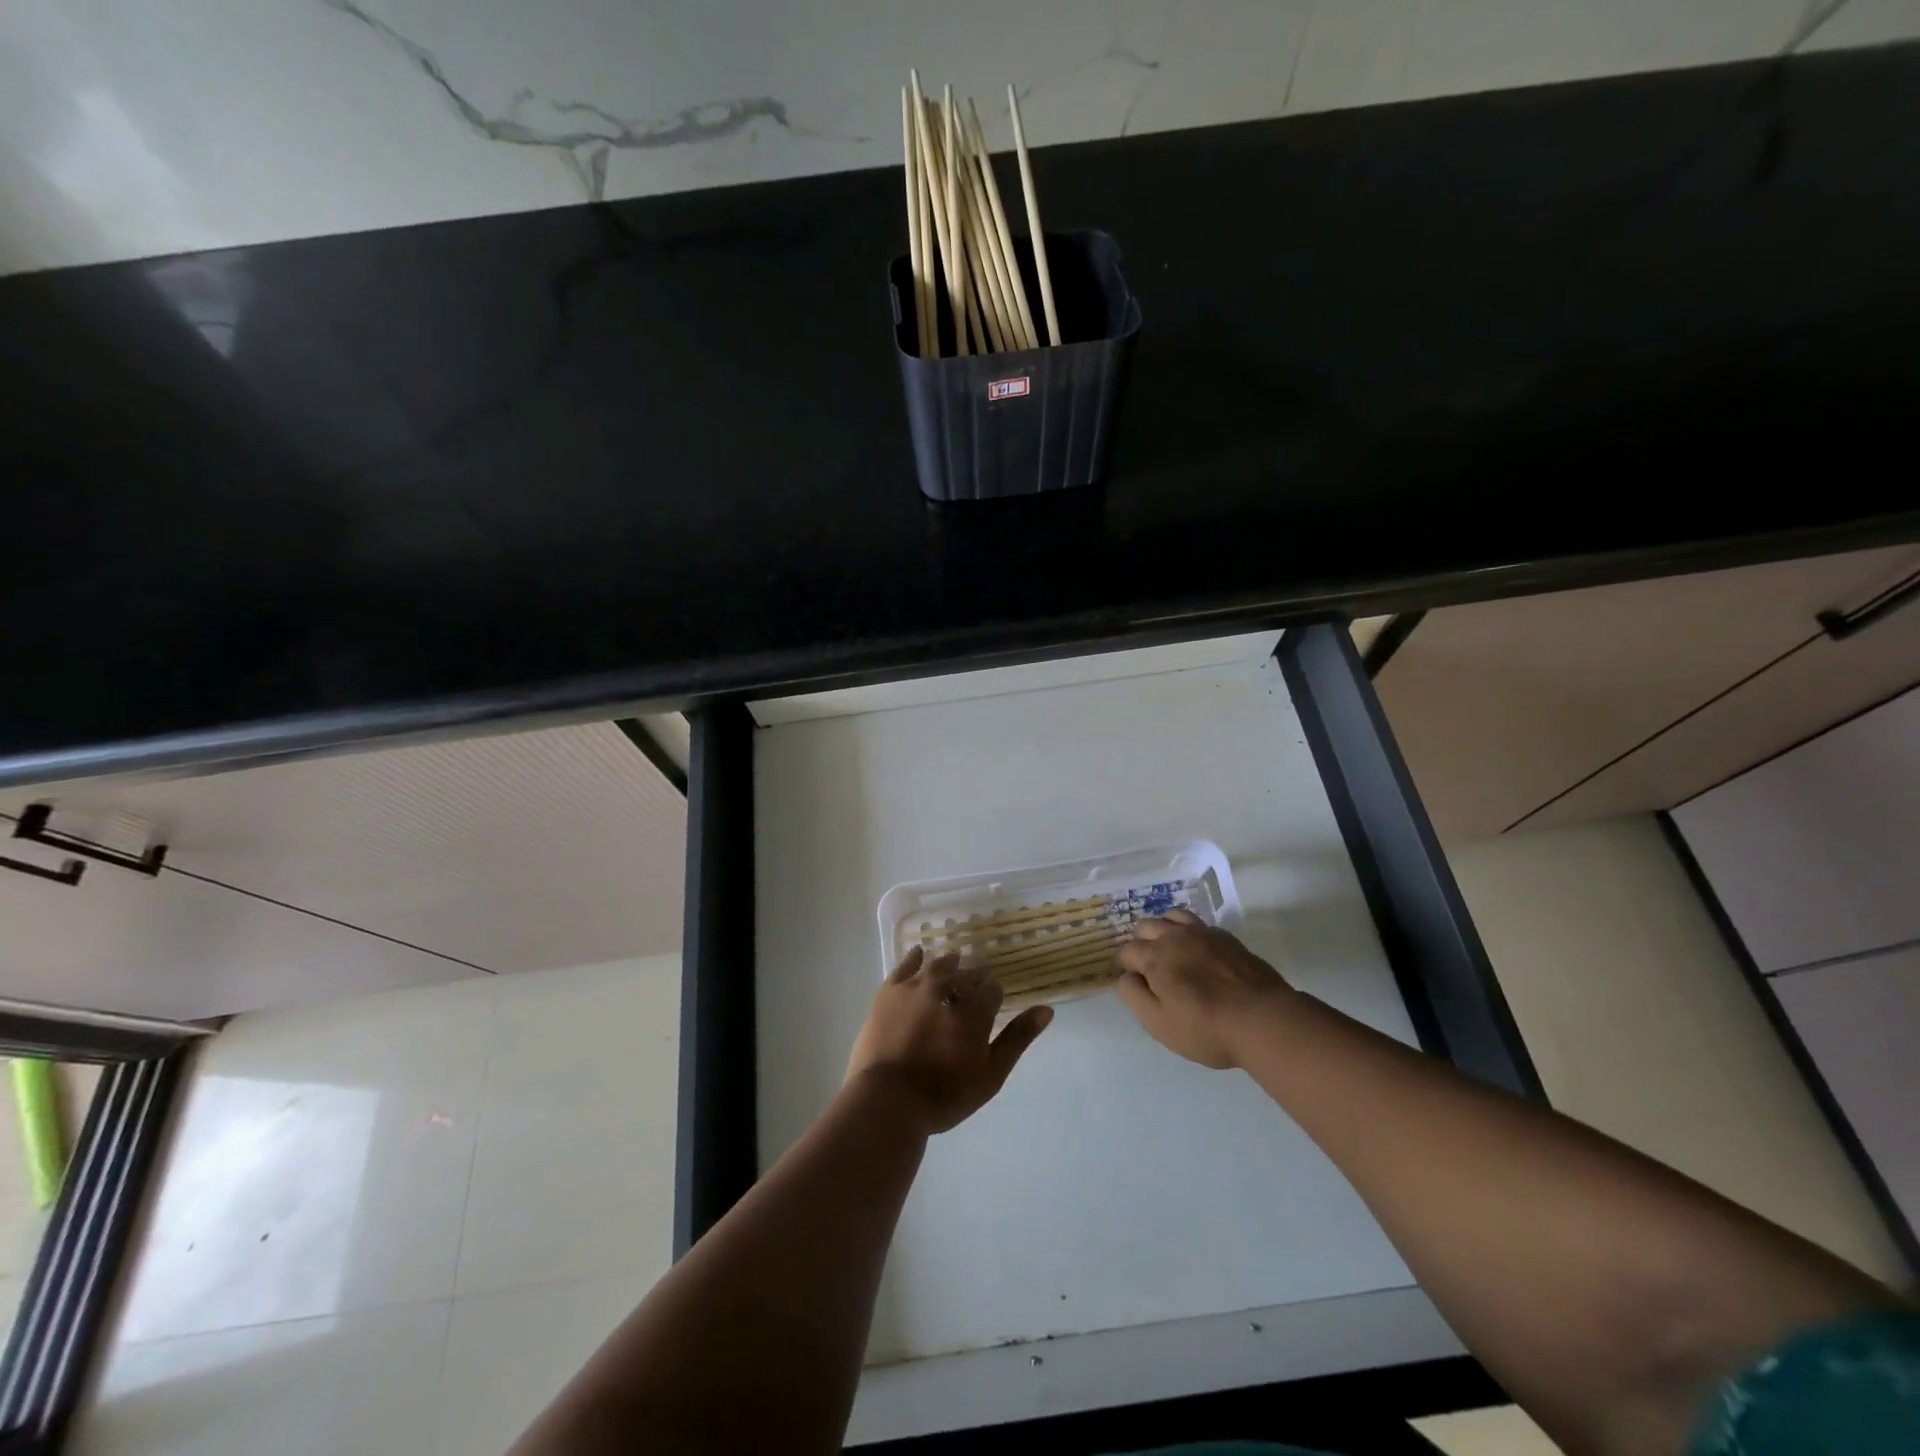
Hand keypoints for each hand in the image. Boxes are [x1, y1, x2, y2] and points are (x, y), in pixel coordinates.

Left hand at [846, 947, 1053, 1133]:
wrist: (888, 1100)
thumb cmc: (945, 1094)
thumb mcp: (991, 1074)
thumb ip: (1018, 1038)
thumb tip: (1046, 1009)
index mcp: (975, 1008)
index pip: (992, 987)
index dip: (993, 996)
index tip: (990, 1007)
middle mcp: (948, 987)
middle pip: (967, 973)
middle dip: (973, 981)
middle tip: (971, 994)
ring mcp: (916, 986)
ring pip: (939, 965)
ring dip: (950, 967)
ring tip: (952, 969)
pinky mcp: (889, 990)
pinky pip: (905, 965)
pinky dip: (915, 958)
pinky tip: (919, 955)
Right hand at [1115, 910, 1294, 1068]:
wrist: (1263, 1020)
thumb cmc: (1205, 1028)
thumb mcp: (1158, 1023)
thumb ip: (1133, 995)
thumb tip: (1125, 976)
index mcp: (1154, 956)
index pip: (1127, 951)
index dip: (1124, 965)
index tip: (1131, 981)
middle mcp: (1175, 936)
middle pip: (1146, 927)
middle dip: (1141, 943)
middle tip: (1150, 968)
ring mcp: (1203, 933)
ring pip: (1172, 917)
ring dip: (1164, 930)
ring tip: (1171, 951)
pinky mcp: (1227, 938)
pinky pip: (1199, 924)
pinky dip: (1189, 932)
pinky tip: (1198, 951)